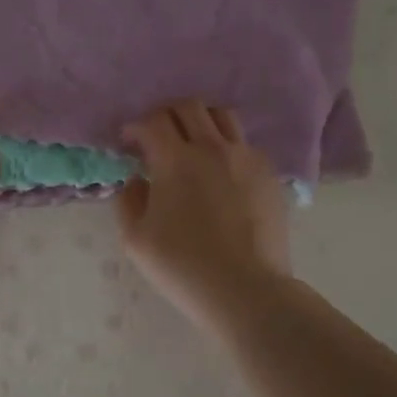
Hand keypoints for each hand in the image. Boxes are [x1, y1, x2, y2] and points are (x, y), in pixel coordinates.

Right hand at [117, 100, 290, 328]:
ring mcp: (245, 158)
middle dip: (166, 115)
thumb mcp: (135, 239)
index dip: (136, 127)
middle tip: (157, 138)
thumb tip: (137, 179)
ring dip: (200, 122)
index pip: (152, 121)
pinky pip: (244, 144)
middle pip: (188, 107)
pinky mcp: (268, 174)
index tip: (129, 143)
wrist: (245, 290)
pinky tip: (220, 173)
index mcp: (175, 159)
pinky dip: (226, 146)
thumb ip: (128, 200)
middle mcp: (212, 147)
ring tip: (192, 146)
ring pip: (222, 116)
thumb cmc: (183, 266)